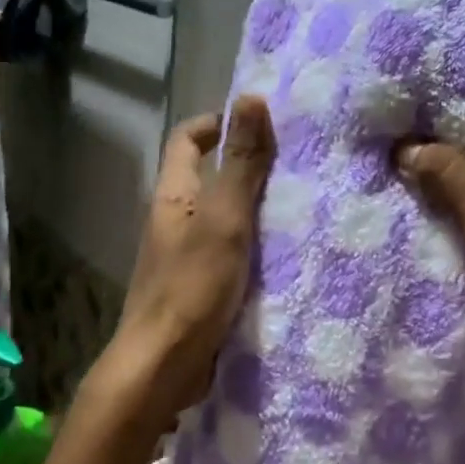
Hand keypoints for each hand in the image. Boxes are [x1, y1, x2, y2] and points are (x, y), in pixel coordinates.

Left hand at [106, 96, 275, 424]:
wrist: (163, 365)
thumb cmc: (192, 285)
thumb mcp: (224, 218)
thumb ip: (241, 163)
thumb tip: (249, 98)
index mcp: (173, 195)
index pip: (188, 139)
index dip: (218, 123)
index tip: (260, 123)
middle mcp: (175, 219)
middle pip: (208, 175)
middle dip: (247, 164)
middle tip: (295, 163)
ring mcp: (185, 255)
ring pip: (222, 215)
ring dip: (254, 206)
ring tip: (301, 203)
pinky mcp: (200, 286)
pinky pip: (230, 250)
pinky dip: (254, 243)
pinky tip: (287, 251)